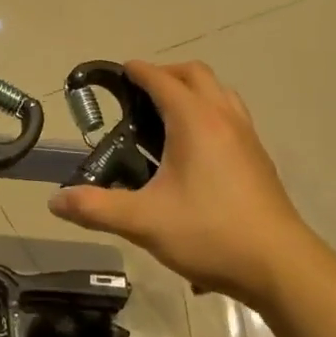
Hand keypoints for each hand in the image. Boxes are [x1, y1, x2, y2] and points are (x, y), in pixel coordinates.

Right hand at [48, 60, 314, 308]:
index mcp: (194, 121)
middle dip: (165, 74)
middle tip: (139, 94)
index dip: (137, 71)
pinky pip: (231, 114)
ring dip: (192, 90)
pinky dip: (210, 111)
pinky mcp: (258, 157)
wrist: (279, 265)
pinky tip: (195, 149)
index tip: (117, 72)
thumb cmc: (210, 233)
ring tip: (166, 116)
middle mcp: (223, 117)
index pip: (161, 80)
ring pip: (219, 92)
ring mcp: (246, 135)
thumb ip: (96, 208)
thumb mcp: (144, 222)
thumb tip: (56, 201)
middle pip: (195, 74)